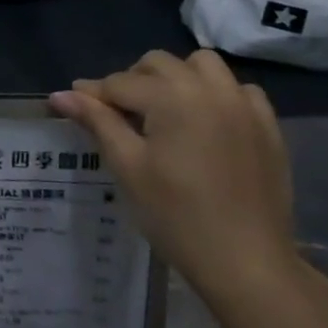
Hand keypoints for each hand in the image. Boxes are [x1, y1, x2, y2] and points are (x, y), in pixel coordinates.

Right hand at [51, 50, 299, 315]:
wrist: (246, 262)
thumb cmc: (176, 215)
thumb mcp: (127, 166)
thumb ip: (96, 121)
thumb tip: (60, 94)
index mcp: (173, 96)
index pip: (119, 83)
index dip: (93, 96)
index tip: (74, 107)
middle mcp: (210, 88)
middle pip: (158, 64)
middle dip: (133, 81)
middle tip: (120, 117)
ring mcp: (243, 105)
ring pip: (202, 65)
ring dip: (176, 78)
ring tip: (164, 112)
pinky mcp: (267, 125)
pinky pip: (238, 89)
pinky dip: (216, 94)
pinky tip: (206, 123)